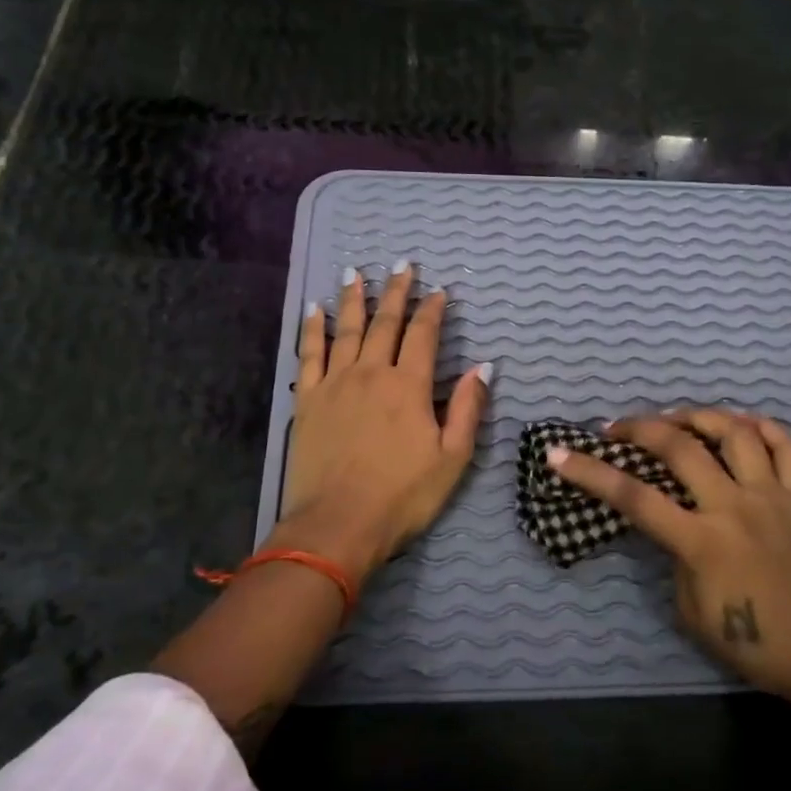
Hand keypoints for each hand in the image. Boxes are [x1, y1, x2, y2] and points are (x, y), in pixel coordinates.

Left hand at [276, 260, 489, 582]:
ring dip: (353, 300)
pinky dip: (313, 330)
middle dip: (396, 292)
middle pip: (385, 323)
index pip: (424, 336)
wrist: (337, 524)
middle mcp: (371, 373)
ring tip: (355, 273)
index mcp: (408, 386)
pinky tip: (315, 310)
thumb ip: (466, 409)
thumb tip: (482, 368)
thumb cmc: (402, 496)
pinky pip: (310, 354)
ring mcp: (335, 384)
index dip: (433, 311)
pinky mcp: (307, 400)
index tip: (439, 290)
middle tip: (402, 265)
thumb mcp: (451, 458)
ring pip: (347, 330)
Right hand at [547, 409, 790, 704]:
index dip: (591, 473)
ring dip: (699, 415)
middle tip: (617, 427)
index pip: (634, 497)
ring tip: (678, 419)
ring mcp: (773, 496)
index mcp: (702, 542)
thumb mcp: (690, 608)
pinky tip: (740, 424)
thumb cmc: (751, 642)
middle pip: (681, 447)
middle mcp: (736, 507)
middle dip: (640, 428)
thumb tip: (671, 520)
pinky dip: (761, 426)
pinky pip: (786, 446)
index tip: (559, 454)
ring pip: (735, 432)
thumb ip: (675, 556)